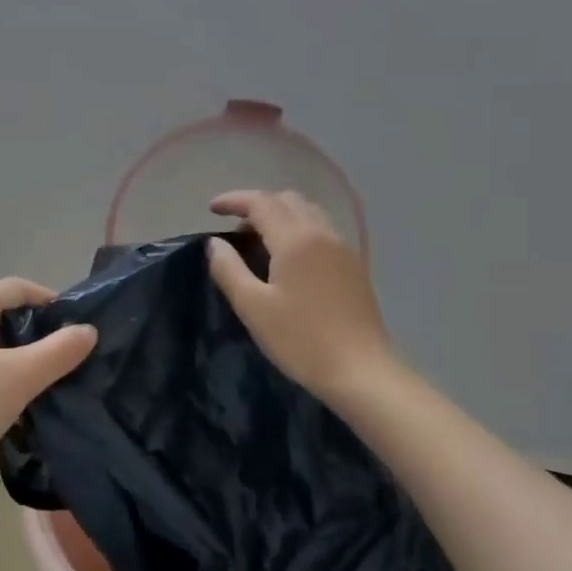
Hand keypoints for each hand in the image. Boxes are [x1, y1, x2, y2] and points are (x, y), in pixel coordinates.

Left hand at [0, 278, 96, 494]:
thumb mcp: (19, 379)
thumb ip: (60, 351)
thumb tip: (87, 330)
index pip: (18, 288)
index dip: (53, 304)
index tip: (80, 332)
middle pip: (2, 310)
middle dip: (36, 332)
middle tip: (65, 359)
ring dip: (17, 353)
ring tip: (42, 379)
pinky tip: (9, 394)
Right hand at [207, 190, 398, 404]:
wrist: (360, 370)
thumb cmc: (300, 340)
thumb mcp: (253, 307)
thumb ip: (229, 270)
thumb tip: (215, 243)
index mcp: (295, 239)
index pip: (261, 203)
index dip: (234, 200)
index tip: (211, 209)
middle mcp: (322, 234)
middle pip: (287, 200)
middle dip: (257, 205)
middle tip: (234, 229)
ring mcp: (343, 249)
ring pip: (308, 213)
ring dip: (280, 215)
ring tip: (259, 241)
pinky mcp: (353, 266)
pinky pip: (322, 230)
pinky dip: (298, 229)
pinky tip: (289, 259)